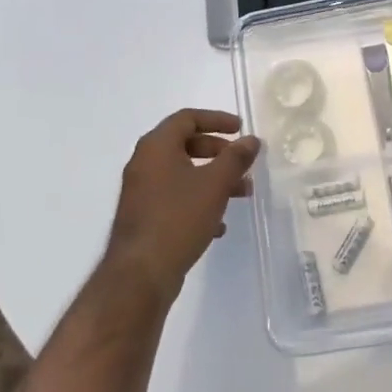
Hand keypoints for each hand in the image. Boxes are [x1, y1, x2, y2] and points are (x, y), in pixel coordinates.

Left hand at [106, 109, 260, 300]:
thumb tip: (251, 140)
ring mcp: (142, 192)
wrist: (140, 273)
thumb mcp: (215, 184)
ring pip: (183, 175)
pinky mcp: (144, 218)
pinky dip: (199, 202)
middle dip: (218, 152)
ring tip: (242, 194)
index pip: (187, 118)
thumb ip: (235, 158)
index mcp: (156, 147)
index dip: (216, 120)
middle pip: (185, 145)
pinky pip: (175, 199)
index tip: (240, 129)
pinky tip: (219, 224)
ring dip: (213, 179)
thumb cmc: (178, 218)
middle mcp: (144, 164)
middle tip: (242, 162)